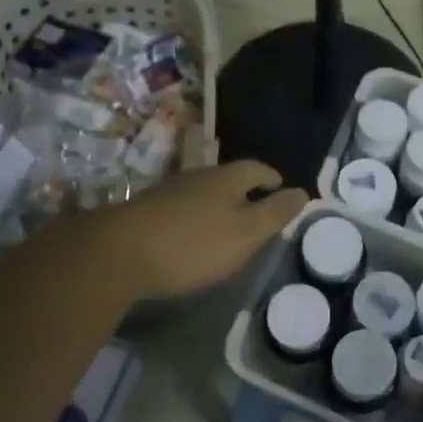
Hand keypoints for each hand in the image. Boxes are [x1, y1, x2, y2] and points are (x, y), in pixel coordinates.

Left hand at [90, 160, 308, 300]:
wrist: (119, 253)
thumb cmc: (194, 244)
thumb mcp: (246, 233)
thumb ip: (275, 213)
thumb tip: (303, 192)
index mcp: (227, 178)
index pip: (257, 169)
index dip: (271, 178)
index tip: (281, 188)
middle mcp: (198, 175)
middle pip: (228, 177)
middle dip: (245, 190)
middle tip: (258, 207)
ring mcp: (169, 190)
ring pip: (203, 191)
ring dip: (217, 203)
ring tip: (227, 223)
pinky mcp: (146, 209)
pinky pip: (181, 206)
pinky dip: (194, 216)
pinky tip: (191, 234)